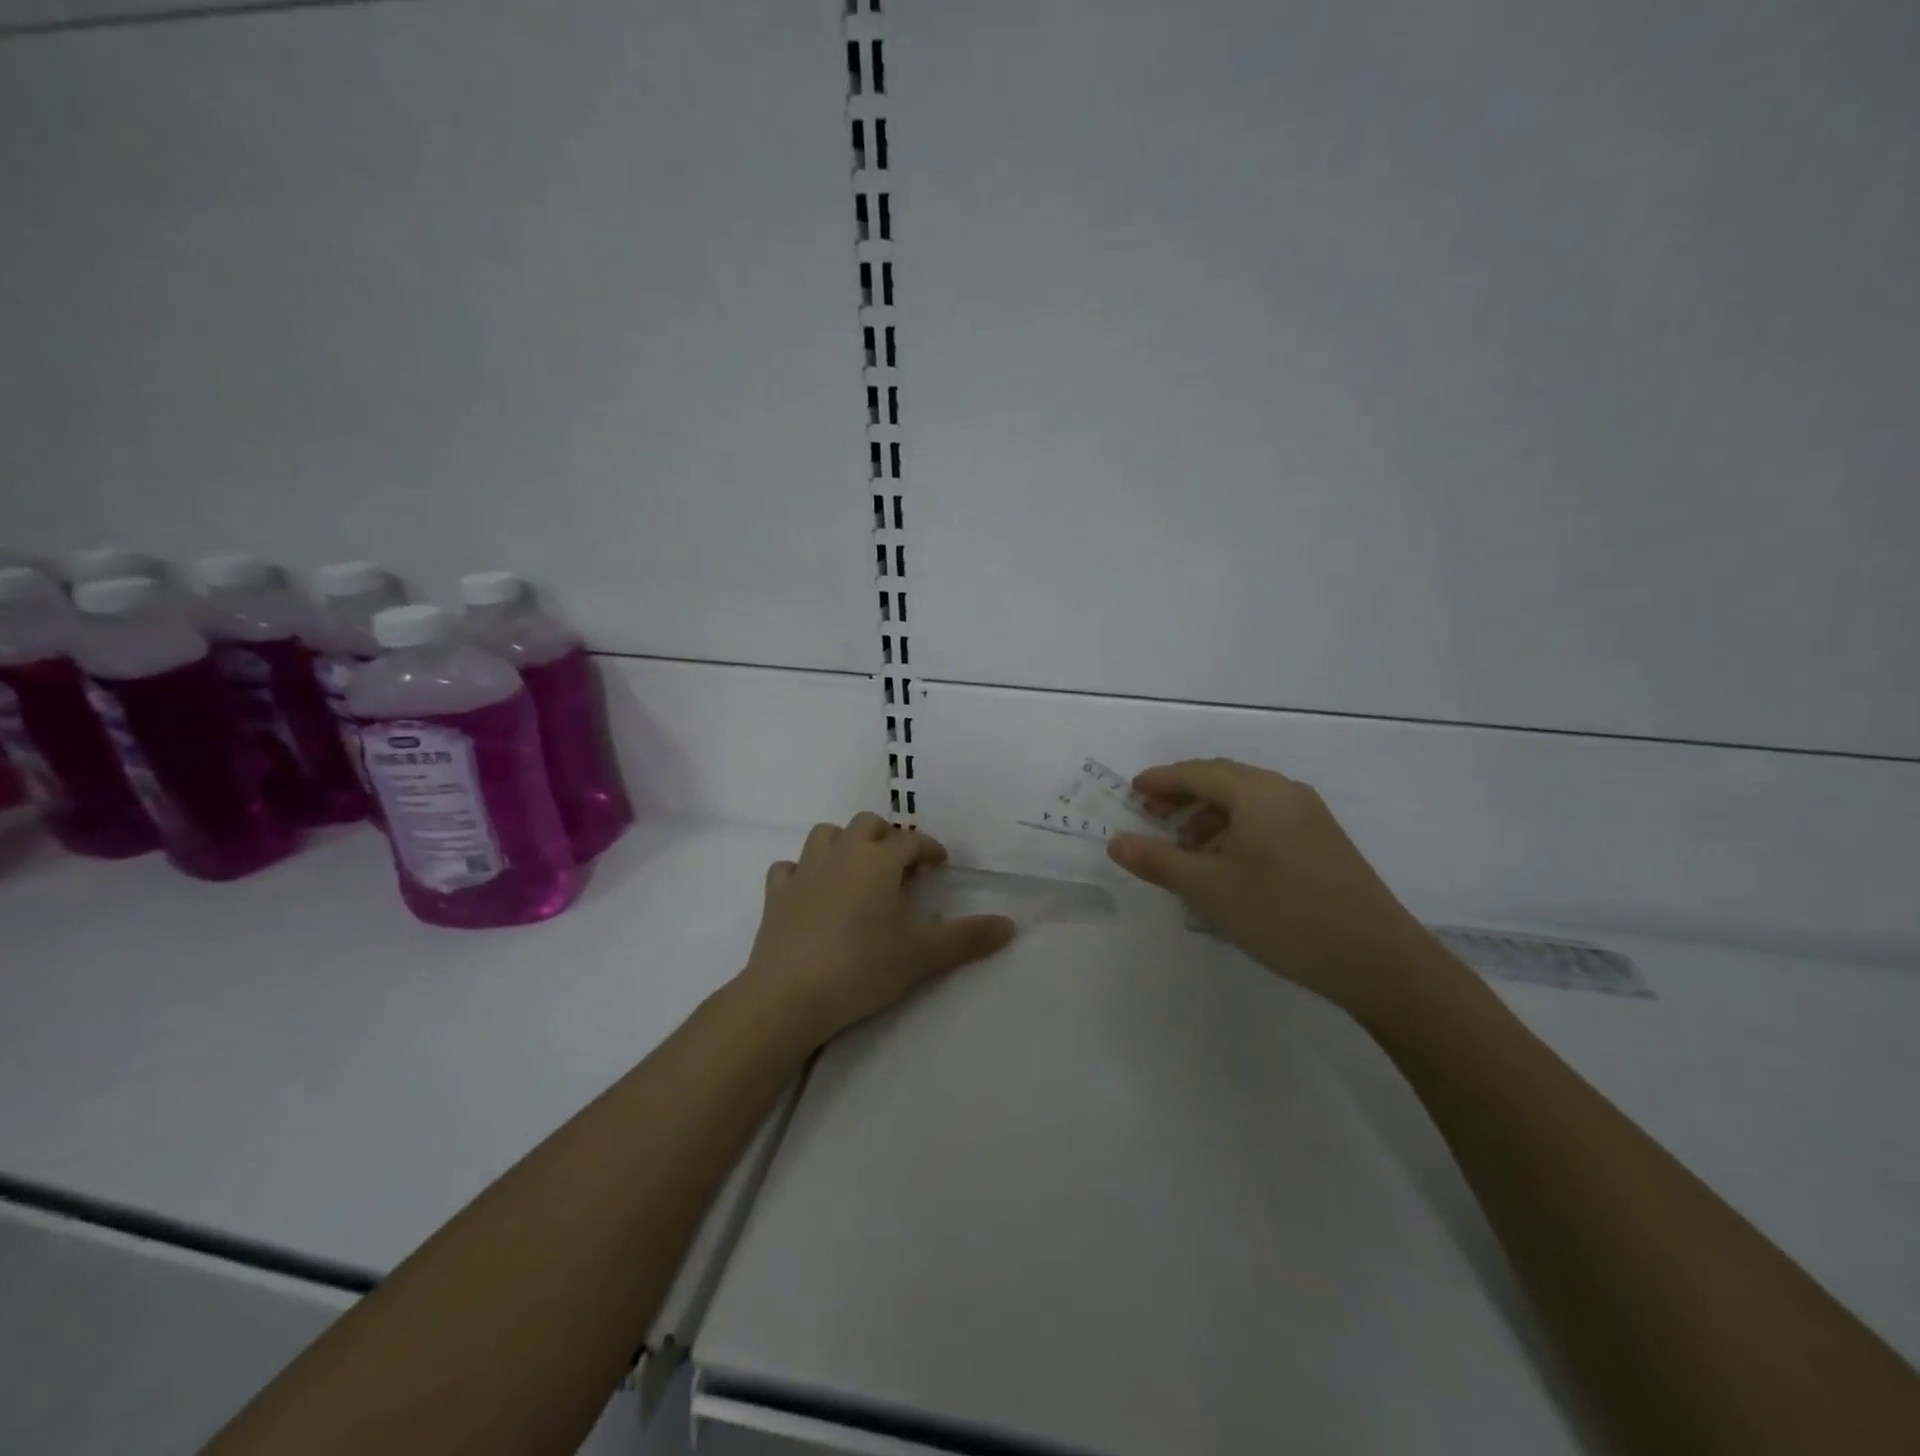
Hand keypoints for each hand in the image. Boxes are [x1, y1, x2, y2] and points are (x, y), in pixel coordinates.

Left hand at [739, 812, 1016, 1045]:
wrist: (791, 994)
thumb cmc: (864, 966)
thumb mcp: (924, 954)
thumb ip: (968, 937)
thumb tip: (1011, 924)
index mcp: (878, 860)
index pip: (910, 841)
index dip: (928, 848)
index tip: (939, 863)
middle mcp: (841, 854)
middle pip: (866, 824)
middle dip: (886, 837)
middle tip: (899, 864)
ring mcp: (804, 871)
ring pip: (825, 835)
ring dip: (843, 843)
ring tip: (856, 869)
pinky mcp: (775, 895)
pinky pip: (788, 868)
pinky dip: (802, 872)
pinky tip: (811, 890)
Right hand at [1107, 759, 1453, 1020]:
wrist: (1378, 961)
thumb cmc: (1283, 915)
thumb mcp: (1209, 889)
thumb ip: (1158, 861)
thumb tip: (1115, 842)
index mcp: (1257, 793)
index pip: (1197, 772)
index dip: (1160, 780)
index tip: (1132, 792)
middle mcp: (1285, 793)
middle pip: (1223, 780)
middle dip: (1183, 796)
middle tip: (1150, 816)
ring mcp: (1310, 817)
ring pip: (1246, 802)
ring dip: (1209, 817)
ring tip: (1185, 851)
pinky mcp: (1323, 842)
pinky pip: (1267, 820)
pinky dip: (1235, 831)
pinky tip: (1226, 866)